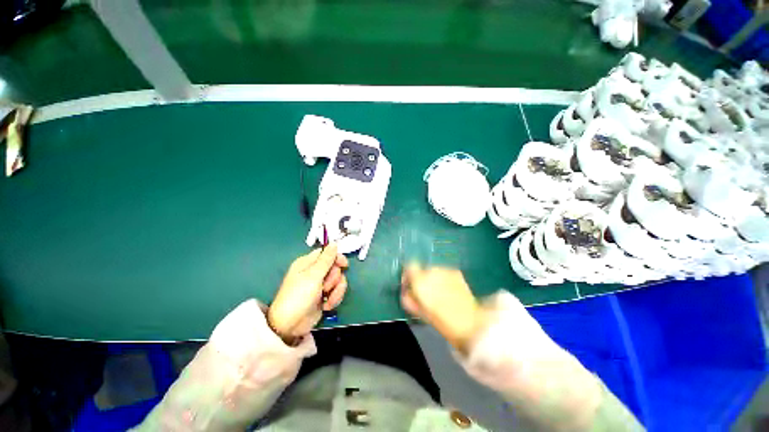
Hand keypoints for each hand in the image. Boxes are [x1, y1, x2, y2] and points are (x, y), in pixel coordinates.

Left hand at [268, 243, 348, 342]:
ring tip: (326, 298)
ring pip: (338, 280)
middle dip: (334, 278)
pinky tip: (327, 306)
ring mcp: (320, 285)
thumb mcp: (313, 276)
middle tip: (326, 286)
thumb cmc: (298, 296)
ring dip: (336, 290)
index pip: (327, 253)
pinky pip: (337, 291)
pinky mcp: (325, 296)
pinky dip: (334, 298)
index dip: (337, 257)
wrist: (290, 326)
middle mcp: (315, 272)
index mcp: (308, 263)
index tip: (344, 265)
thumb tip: (334, 243)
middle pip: (335, 267)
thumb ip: (326, 259)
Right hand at [401, 264, 485, 353]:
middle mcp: (431, 271)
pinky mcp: (456, 272)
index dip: (408, 274)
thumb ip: (409, 299)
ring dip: (434, 278)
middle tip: (427, 293)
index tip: (410, 284)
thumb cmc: (442, 322)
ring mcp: (445, 270)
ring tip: (440, 292)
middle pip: (422, 269)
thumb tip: (406, 291)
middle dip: (422, 278)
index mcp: (420, 281)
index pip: (410, 266)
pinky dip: (444, 279)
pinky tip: (450, 290)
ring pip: (434, 270)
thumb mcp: (420, 313)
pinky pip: (444, 272)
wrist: (471, 323)